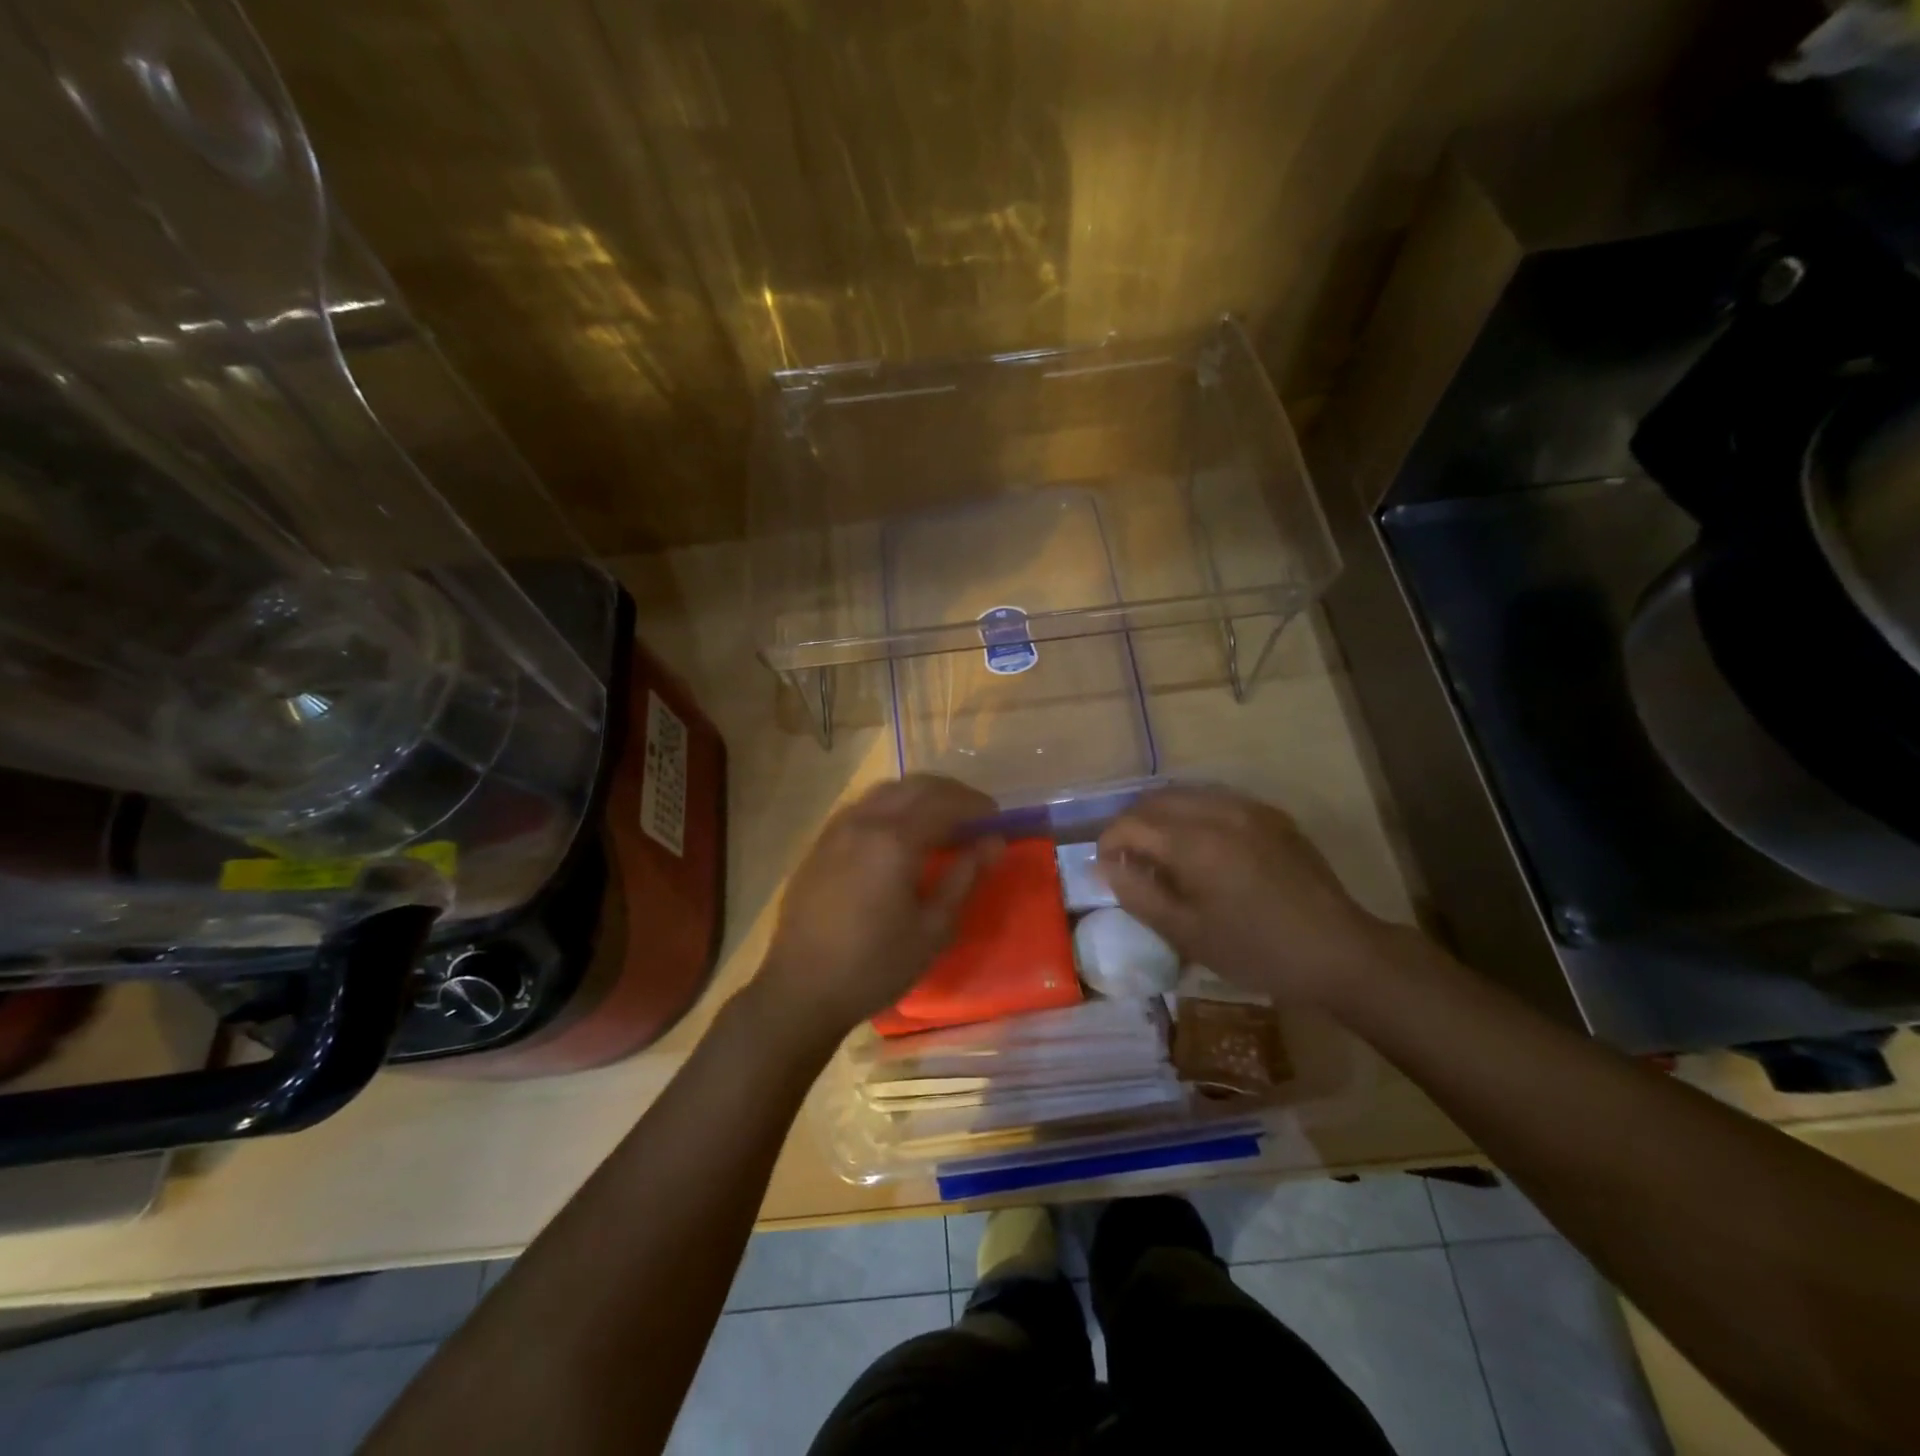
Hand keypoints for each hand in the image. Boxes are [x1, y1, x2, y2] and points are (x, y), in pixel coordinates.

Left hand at [755, 775, 1000, 1045]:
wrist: (802, 989)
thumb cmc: (875, 966)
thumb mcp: (933, 929)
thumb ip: (964, 878)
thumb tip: (994, 842)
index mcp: (894, 841)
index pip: (944, 804)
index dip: (974, 804)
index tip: (997, 816)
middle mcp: (863, 822)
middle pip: (913, 787)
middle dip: (948, 792)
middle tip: (973, 812)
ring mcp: (836, 830)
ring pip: (884, 792)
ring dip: (917, 795)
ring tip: (940, 819)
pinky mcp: (819, 844)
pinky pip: (862, 808)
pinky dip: (889, 807)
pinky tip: (898, 833)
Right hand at [1096, 786, 1392, 1009]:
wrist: (1338, 952)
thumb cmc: (1256, 950)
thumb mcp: (1187, 933)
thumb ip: (1138, 894)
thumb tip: (1104, 866)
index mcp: (1194, 842)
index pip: (1131, 823)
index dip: (1108, 842)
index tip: (1106, 868)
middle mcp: (1218, 811)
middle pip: (1155, 800)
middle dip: (1132, 824)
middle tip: (1128, 858)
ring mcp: (1249, 809)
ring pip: (1186, 794)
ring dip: (1161, 815)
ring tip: (1160, 850)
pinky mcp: (1271, 815)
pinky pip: (1217, 799)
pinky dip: (1193, 813)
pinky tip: (1200, 845)